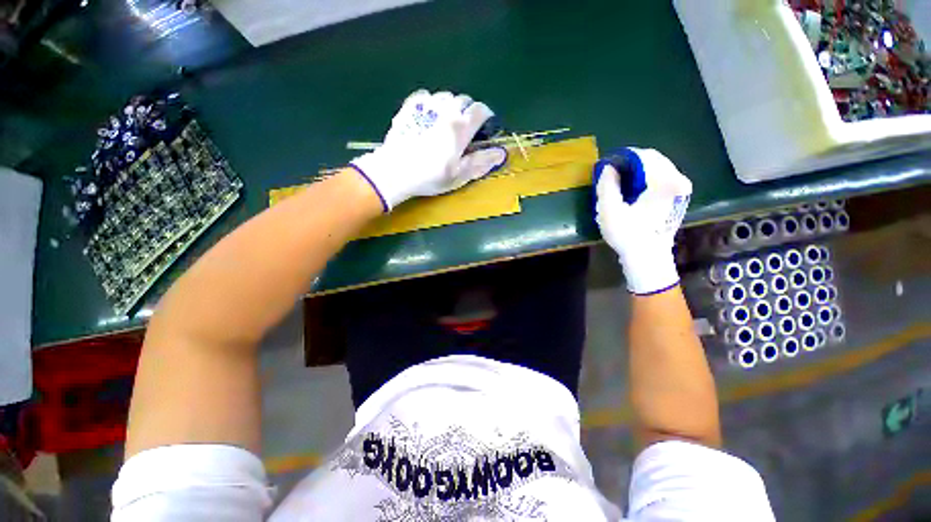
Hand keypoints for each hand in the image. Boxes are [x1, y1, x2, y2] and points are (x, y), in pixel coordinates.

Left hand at [349, 90, 508, 211]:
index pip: (480, 110)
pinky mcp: (409, 107)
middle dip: (469, 112)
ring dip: (451, 107)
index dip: (486, 117)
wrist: (395, 172)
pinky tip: (429, 117)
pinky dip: (432, 103)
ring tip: (446, 123)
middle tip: (465, 130)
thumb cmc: (430, 176)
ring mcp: (425, 106)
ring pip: (446, 96)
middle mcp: (446, 110)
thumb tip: (501, 153)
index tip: (484, 128)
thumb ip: (481, 162)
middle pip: (464, 100)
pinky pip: (426, 96)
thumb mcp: (459, 175)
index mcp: (460, 127)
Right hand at [594, 148, 690, 294]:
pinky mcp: (680, 196)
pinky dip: (646, 178)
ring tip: (620, 182)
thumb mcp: (609, 210)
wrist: (648, 258)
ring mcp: (682, 188)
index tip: (606, 167)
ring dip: (638, 170)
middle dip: (630, 163)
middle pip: (653, 159)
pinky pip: (662, 177)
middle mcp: (679, 180)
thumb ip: (607, 185)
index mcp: (664, 181)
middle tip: (611, 174)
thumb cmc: (627, 235)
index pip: (642, 156)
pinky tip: (633, 189)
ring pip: (658, 167)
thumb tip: (609, 167)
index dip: (622, 158)